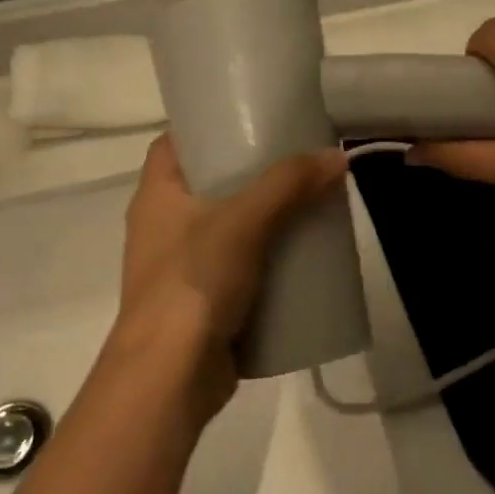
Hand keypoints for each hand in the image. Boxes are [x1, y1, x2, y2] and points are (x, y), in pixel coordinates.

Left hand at [110, 135, 347, 422]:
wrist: (170, 377)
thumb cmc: (194, 282)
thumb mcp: (244, 220)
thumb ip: (289, 185)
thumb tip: (337, 155)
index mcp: (157, 195)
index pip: (174, 142)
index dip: (208, 124)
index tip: (252, 115)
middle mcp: (163, 226)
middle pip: (209, 183)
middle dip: (251, 172)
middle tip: (296, 158)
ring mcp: (182, 266)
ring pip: (228, 227)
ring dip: (264, 217)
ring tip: (308, 201)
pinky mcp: (203, 301)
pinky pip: (238, 266)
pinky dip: (266, 258)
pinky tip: (300, 254)